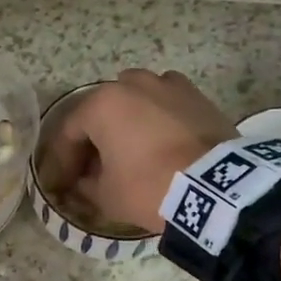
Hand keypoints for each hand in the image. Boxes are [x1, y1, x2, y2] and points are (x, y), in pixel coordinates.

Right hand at [40, 69, 235, 232]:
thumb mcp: (107, 196)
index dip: (63, 159)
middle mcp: (131, 84)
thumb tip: (83, 181)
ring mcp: (167, 85)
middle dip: (94, 137)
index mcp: (101, 104)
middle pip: (102, 110)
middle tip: (94, 166)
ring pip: (135, 99)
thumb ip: (86, 185)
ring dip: (127, 121)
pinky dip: (158, 118)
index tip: (64, 182)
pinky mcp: (197, 96)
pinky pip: (166, 103)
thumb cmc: (150, 187)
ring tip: (130, 150)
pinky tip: (161, 141)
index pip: (70, 131)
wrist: (217, 188)